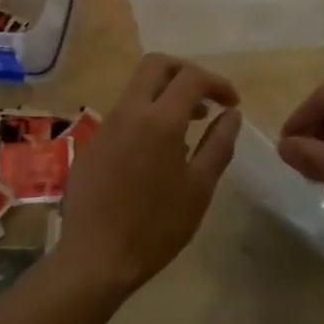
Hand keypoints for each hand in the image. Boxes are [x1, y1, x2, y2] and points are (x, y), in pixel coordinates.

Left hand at [54, 54, 242, 293]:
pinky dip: (146, 116)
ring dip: (165, 94)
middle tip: (206, 98)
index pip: (191, 76)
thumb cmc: (156, 226)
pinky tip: (156, 153)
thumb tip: (231, 114)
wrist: (94, 258)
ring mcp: (105, 125)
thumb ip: (218, 144)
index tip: (232, 103)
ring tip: (187, 127)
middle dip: (185, 72)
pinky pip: (123, 114)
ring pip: (137, 88)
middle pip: (156, 65)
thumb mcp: (199, 188)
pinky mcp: (91, 144)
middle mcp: (129, 111)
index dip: (217, 82)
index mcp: (159, 119)